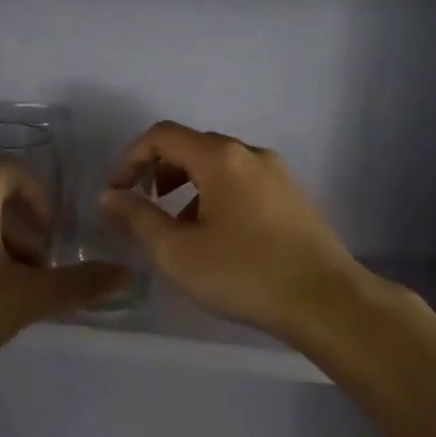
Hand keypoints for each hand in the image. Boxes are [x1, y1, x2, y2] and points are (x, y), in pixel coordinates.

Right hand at [99, 122, 371, 344]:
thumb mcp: (178, 251)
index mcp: (221, 157)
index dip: (130, 158)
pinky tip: (218, 238)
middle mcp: (251, 154)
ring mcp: (278, 174)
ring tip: (179, 229)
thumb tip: (108, 196)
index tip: (117, 193)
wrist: (327, 301)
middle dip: (160, 171)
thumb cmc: (244, 273)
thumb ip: (137, 218)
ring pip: (220, 166)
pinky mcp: (293, 197)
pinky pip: (243, 183)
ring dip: (188, 186)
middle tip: (144, 206)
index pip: (162, 135)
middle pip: (193, 146)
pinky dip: (217, 196)